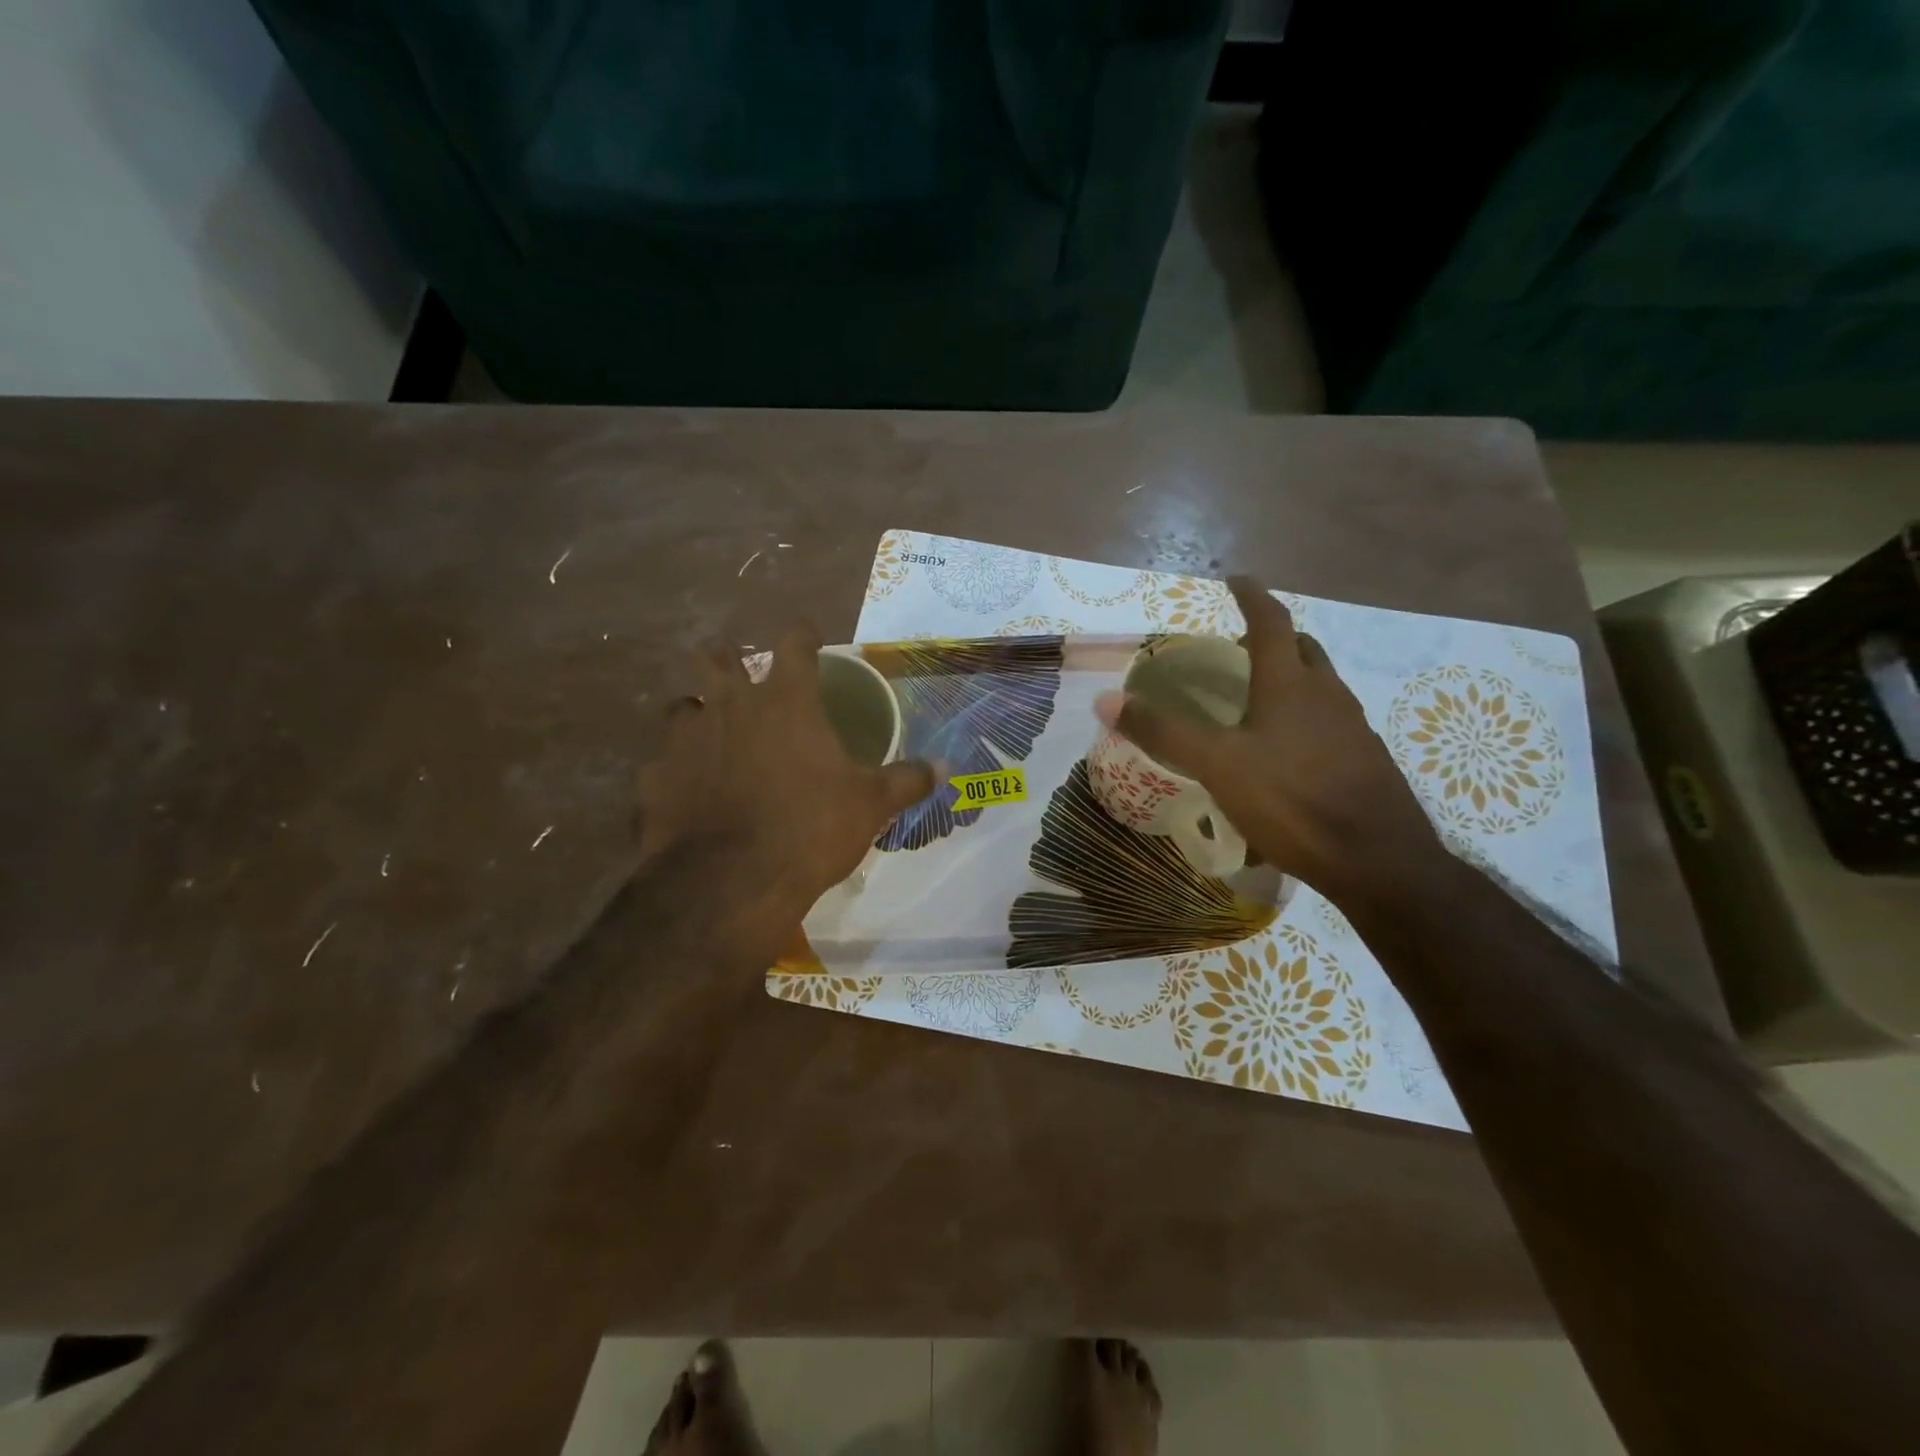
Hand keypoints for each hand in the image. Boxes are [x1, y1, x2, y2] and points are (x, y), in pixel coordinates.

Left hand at [636, 627, 934, 915]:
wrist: (732, 882)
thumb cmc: (811, 828)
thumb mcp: (870, 805)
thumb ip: (907, 780)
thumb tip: (946, 767)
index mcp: (786, 702)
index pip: (794, 644)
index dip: (802, 634)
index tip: (808, 637)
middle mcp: (730, 706)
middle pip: (716, 655)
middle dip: (726, 655)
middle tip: (738, 668)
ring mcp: (685, 739)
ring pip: (681, 704)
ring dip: (697, 712)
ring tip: (710, 732)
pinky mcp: (654, 777)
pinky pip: (661, 762)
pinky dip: (675, 769)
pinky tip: (686, 790)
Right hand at [1095, 577, 1442, 908]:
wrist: (1378, 861)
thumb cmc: (1293, 801)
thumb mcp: (1217, 764)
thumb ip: (1163, 731)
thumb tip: (1104, 699)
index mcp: (1290, 684)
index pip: (1271, 621)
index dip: (1252, 596)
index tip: (1236, 579)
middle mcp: (1327, 695)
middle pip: (1302, 649)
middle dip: (1273, 638)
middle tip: (1239, 648)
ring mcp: (1353, 729)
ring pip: (1320, 687)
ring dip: (1290, 679)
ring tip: (1256, 701)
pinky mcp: (1365, 762)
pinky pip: (1330, 724)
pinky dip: (1304, 719)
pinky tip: (1284, 755)